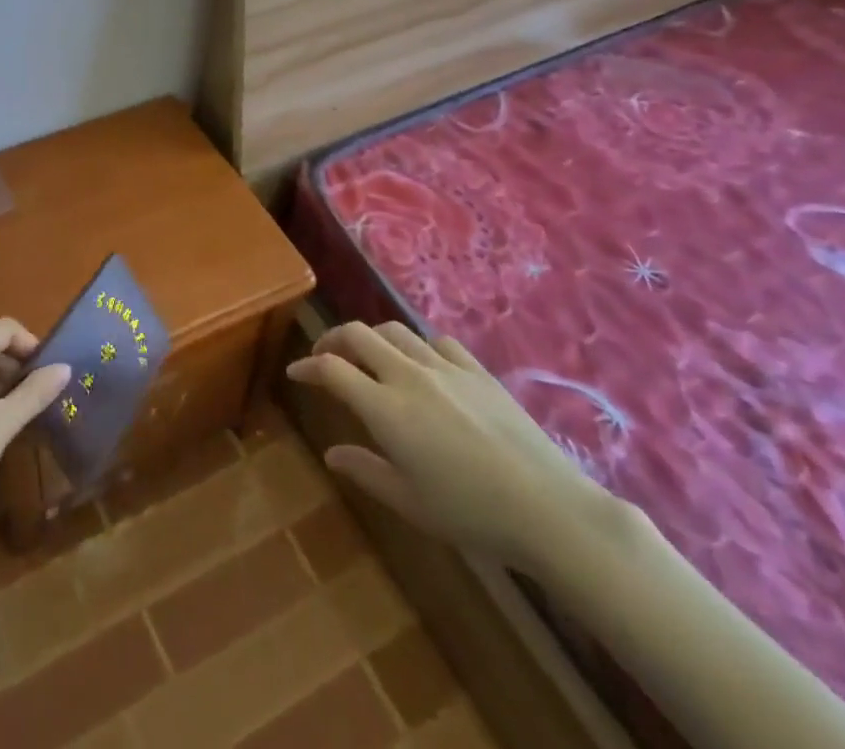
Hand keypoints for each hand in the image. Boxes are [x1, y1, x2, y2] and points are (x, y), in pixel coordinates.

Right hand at [285, 321, 611, 568]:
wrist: (547, 507)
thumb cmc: (471, 513)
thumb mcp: (410, 502)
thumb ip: (366, 470)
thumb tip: (332, 453)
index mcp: (385, 408)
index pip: (332, 369)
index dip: (308, 366)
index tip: (296, 371)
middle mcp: (408, 375)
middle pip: (358, 335)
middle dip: (333, 339)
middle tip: (325, 356)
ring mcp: (445, 367)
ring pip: (394, 330)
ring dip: (371, 337)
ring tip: (368, 356)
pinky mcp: (476, 370)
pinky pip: (436, 342)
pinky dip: (417, 346)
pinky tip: (423, 364)